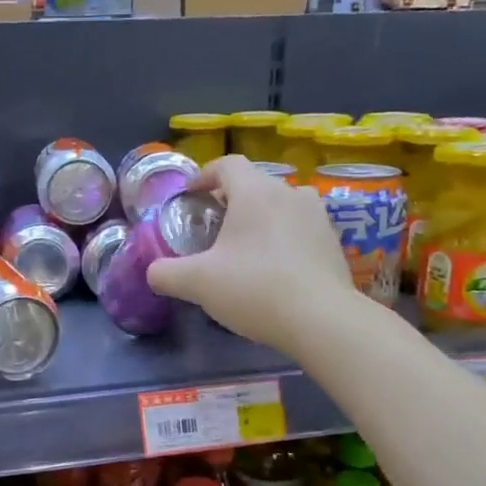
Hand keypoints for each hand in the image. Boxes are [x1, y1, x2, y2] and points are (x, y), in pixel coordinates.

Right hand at [145, 155, 360, 353]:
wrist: (323, 320)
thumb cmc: (255, 288)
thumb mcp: (197, 283)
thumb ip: (166, 274)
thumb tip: (152, 273)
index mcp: (255, 192)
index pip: (227, 164)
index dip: (204, 175)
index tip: (191, 195)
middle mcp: (289, 193)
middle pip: (254, 183)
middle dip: (230, 199)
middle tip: (212, 225)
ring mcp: (317, 216)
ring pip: (280, 204)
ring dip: (259, 217)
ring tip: (244, 245)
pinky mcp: (333, 241)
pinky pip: (299, 227)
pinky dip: (282, 237)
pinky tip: (273, 267)